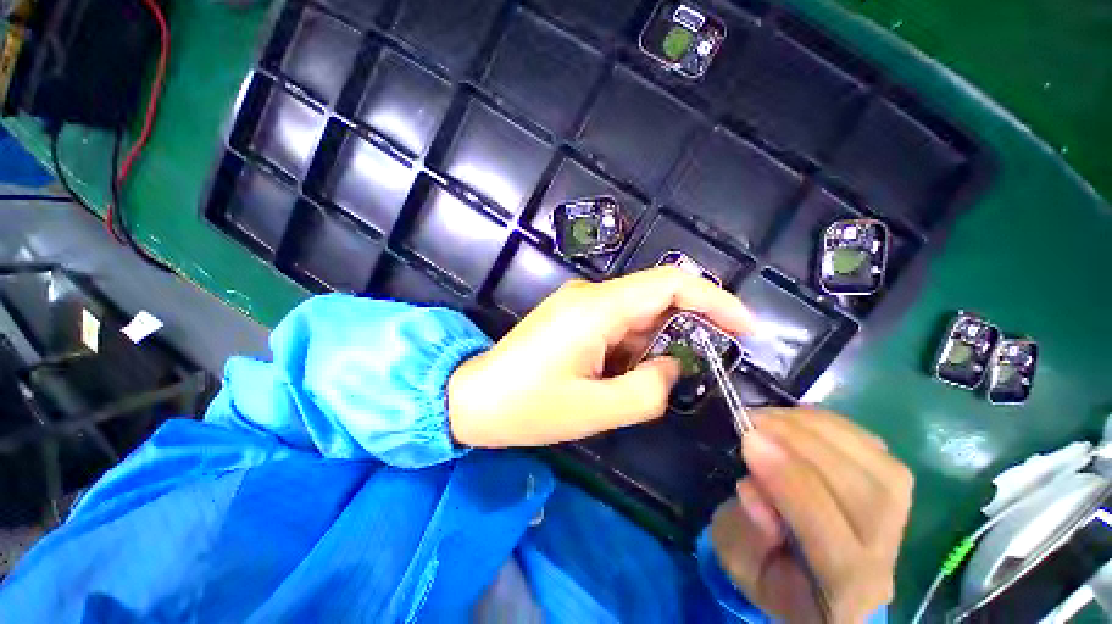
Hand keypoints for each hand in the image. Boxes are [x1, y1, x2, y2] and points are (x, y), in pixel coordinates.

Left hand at [447, 266, 753, 447]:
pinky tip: (622, 377)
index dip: (714, 300)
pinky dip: (633, 348)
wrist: (473, 398)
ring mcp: (579, 304)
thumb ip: (648, 390)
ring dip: (655, 346)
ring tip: (647, 384)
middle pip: (656, 298)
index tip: (745, 328)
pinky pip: (617, 325)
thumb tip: (673, 368)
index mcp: (597, 308)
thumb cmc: (527, 407)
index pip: (669, 283)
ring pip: (637, 315)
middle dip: (687, 330)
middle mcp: (590, 296)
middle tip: (701, 370)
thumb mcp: (595, 410)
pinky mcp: (573, 317)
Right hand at [711, 408, 913, 622]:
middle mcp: (882, 564)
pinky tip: (794, 418)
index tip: (749, 441)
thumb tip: (753, 490)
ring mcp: (898, 525)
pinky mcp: (894, 490)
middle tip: (754, 420)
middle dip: (804, 447)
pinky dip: (830, 424)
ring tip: (768, 416)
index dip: (792, 485)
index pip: (833, 546)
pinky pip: (874, 448)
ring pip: (879, 469)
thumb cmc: (762, 570)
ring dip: (816, 430)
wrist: (802, 576)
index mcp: (840, 597)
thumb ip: (746, 533)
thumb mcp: (736, 559)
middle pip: (867, 500)